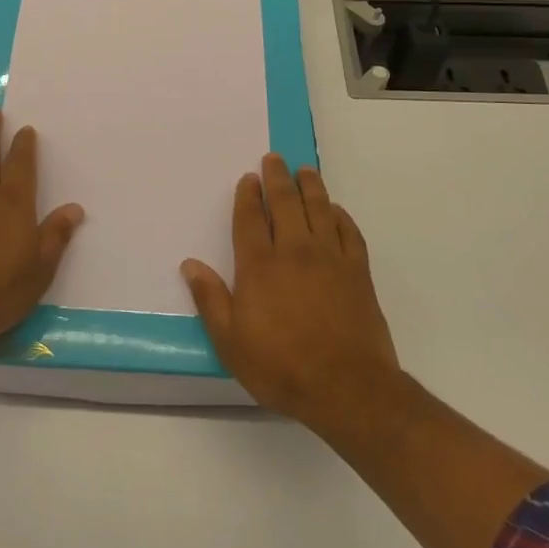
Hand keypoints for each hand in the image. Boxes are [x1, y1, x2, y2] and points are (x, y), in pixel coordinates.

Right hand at [181, 156, 398, 428]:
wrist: (347, 388)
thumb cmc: (281, 367)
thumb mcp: (230, 342)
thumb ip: (210, 299)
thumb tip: (190, 264)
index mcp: (259, 266)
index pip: (250, 219)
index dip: (248, 196)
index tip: (249, 178)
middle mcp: (294, 252)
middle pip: (285, 204)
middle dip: (278, 178)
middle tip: (274, 159)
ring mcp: (330, 259)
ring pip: (319, 210)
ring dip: (310, 187)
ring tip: (305, 171)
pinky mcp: (358, 273)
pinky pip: (349, 233)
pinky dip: (341, 216)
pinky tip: (336, 210)